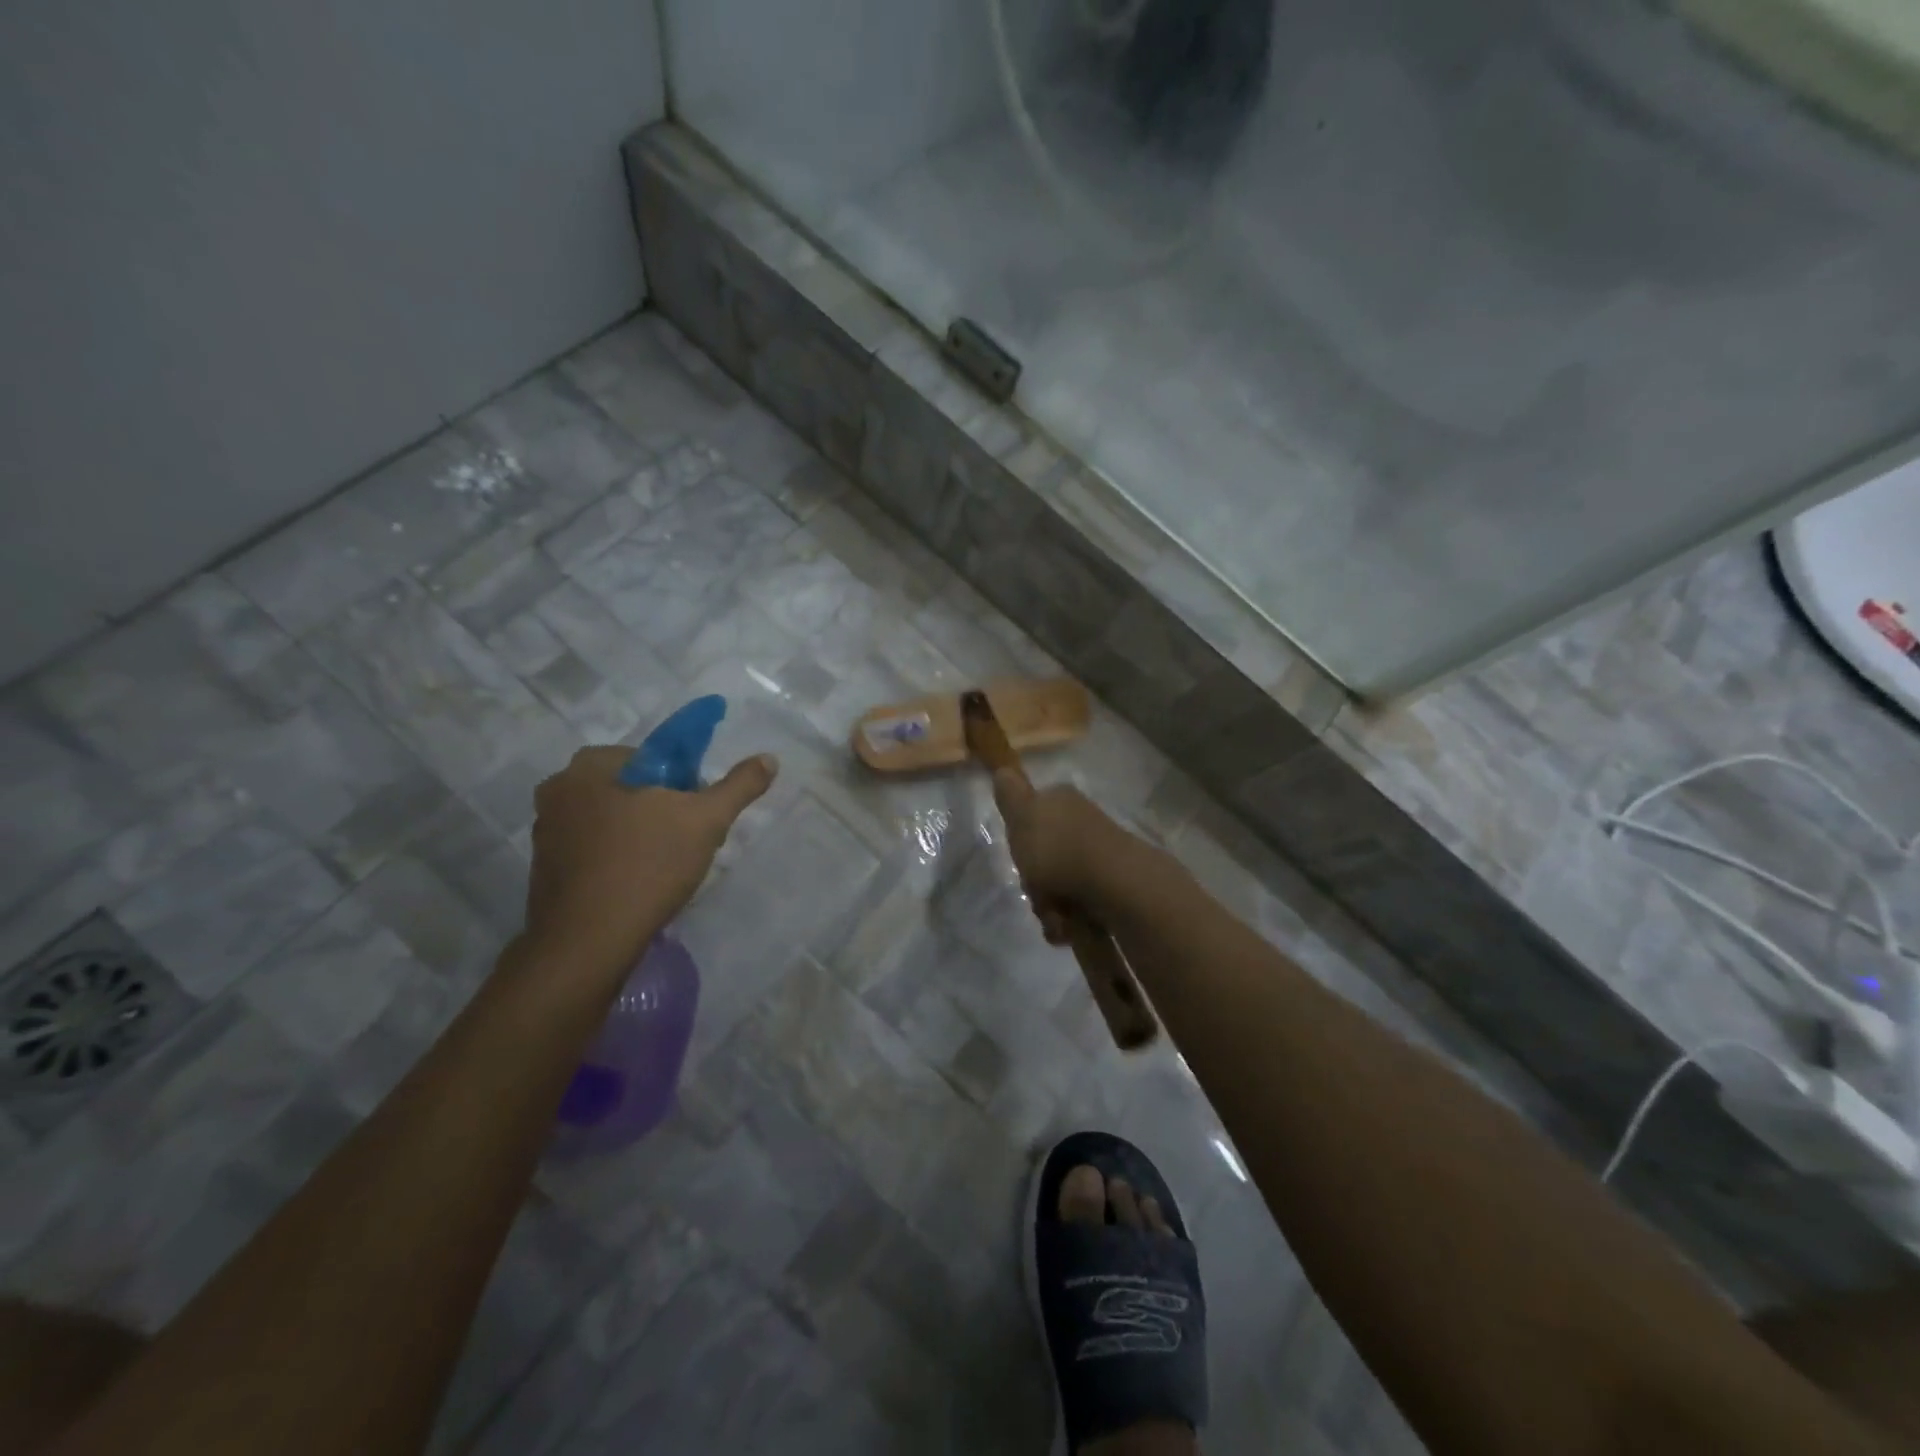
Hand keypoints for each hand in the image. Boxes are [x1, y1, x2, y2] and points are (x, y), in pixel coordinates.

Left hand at [517, 746, 777, 982]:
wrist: (589, 942)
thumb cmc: (647, 865)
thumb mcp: (706, 820)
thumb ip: (739, 786)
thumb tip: (769, 758)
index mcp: (588, 767)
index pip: (649, 757)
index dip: (681, 782)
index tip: (696, 813)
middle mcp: (557, 791)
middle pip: (629, 789)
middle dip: (660, 809)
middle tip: (687, 839)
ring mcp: (546, 833)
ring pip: (610, 820)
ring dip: (638, 834)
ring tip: (666, 866)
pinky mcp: (544, 870)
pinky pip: (593, 850)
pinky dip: (617, 859)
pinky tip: (638, 884)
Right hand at [990, 771, 1145, 940]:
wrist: (1114, 883)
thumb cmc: (1059, 848)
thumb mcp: (1022, 815)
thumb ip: (1010, 794)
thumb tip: (1002, 769)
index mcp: (1061, 801)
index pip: (1031, 814)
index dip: (1020, 839)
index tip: (1018, 855)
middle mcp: (1081, 823)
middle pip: (1044, 856)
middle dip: (1035, 882)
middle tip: (1035, 890)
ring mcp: (1099, 855)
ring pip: (1059, 885)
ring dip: (1050, 907)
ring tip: (1055, 916)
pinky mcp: (1111, 886)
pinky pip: (1079, 906)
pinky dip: (1070, 920)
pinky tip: (1069, 927)